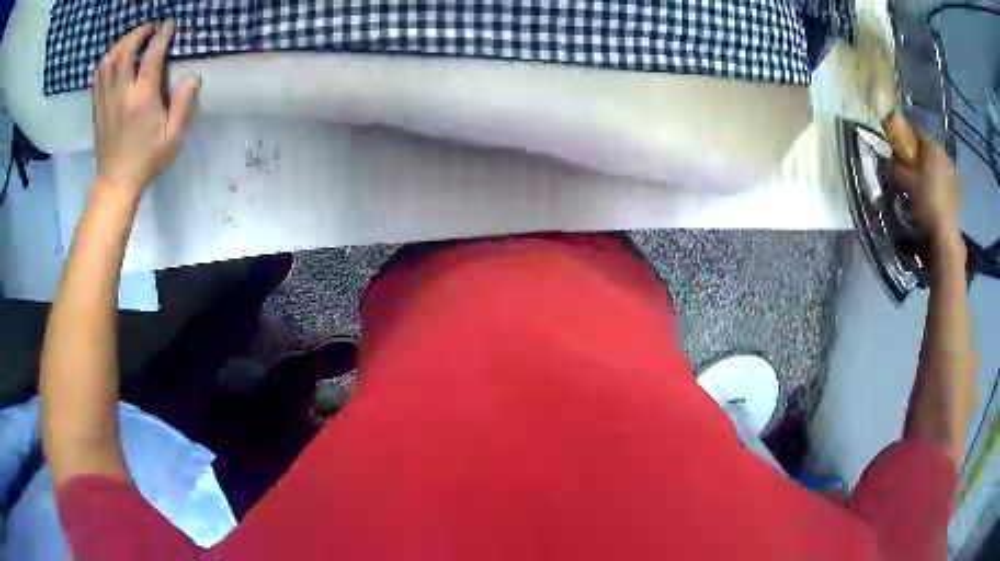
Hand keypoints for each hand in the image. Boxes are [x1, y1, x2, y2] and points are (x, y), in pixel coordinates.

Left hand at [92, 21, 197, 198]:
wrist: (116, 183)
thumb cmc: (147, 161)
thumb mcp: (173, 138)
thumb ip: (183, 106)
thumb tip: (191, 77)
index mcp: (142, 98)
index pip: (152, 55)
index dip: (162, 34)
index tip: (170, 24)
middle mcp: (122, 93)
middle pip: (126, 50)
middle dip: (139, 33)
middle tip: (150, 28)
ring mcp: (106, 100)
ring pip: (109, 60)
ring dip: (122, 43)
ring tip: (133, 39)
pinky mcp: (98, 107)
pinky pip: (98, 75)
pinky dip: (107, 60)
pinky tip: (115, 57)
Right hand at [888, 135, 961, 245]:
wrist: (945, 233)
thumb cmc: (926, 201)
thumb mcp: (905, 182)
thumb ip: (895, 168)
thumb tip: (886, 162)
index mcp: (932, 146)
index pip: (916, 134)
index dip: (906, 143)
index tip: (900, 155)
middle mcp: (944, 154)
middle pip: (928, 151)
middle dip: (919, 159)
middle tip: (910, 173)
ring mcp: (953, 173)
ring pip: (937, 166)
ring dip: (929, 172)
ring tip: (921, 188)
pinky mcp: (957, 190)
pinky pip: (944, 180)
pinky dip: (938, 184)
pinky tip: (932, 198)